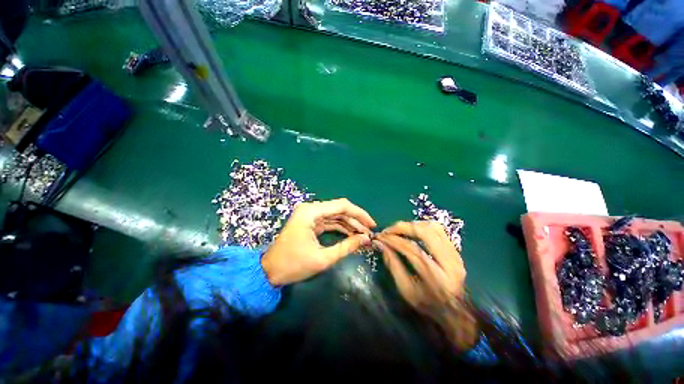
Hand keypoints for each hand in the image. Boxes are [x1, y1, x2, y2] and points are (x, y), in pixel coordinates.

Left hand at [262, 198, 375, 285]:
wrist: (269, 271)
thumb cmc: (293, 265)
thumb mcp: (323, 258)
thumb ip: (346, 247)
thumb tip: (366, 239)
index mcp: (311, 212)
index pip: (341, 206)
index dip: (359, 213)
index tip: (372, 224)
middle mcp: (311, 209)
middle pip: (339, 209)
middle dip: (356, 220)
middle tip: (369, 232)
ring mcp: (310, 215)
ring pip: (336, 215)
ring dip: (350, 224)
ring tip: (363, 235)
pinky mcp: (311, 222)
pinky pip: (330, 221)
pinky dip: (341, 227)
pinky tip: (352, 234)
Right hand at [376, 221, 476, 349]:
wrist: (456, 311)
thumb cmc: (427, 303)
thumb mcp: (406, 290)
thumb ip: (393, 265)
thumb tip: (380, 244)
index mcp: (436, 277)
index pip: (412, 250)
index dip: (393, 240)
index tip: (380, 237)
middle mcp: (449, 262)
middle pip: (425, 232)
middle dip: (403, 227)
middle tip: (388, 230)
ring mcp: (455, 254)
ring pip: (433, 227)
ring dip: (412, 225)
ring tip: (398, 230)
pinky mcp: (455, 249)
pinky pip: (438, 229)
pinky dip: (421, 226)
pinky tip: (411, 230)